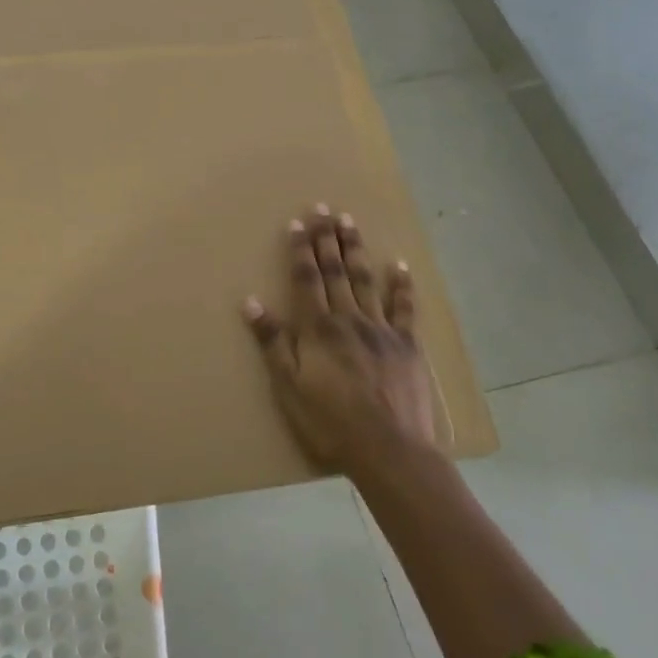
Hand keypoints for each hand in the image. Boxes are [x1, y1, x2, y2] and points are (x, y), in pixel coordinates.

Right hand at [243, 205, 434, 475]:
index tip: (298, 223)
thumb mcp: (288, 385)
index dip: (301, 250)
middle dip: (327, 239)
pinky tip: (398, 265)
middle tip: (324, 209)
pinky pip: (404, 308)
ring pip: (366, 281)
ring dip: (356, 250)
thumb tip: (251, 302)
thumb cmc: (330, 421)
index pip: (307, 279)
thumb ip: (272, 342)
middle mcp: (349, 319)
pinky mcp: (407, 345)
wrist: (389, 449)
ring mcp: (381, 329)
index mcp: (318, 328)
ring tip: (350, 222)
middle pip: (336, 271)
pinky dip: (401, 286)